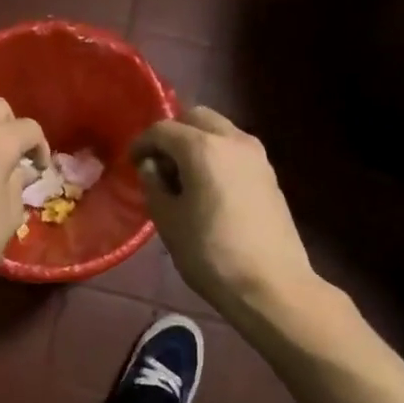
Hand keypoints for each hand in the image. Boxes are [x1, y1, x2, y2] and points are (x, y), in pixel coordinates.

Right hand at [130, 107, 317, 318]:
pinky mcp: (270, 174)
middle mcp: (233, 140)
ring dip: (197, 142)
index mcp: (203, 148)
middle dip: (173, 134)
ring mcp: (257, 155)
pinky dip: (216, 155)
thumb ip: (154, 184)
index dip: (142, 143)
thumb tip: (151, 166)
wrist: (271, 285)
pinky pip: (234, 149)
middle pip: (196, 118)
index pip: (162, 129)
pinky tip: (208, 187)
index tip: (132, 163)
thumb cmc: (210, 253)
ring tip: (183, 177)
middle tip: (159, 164)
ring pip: (219, 131)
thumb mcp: (168, 221)